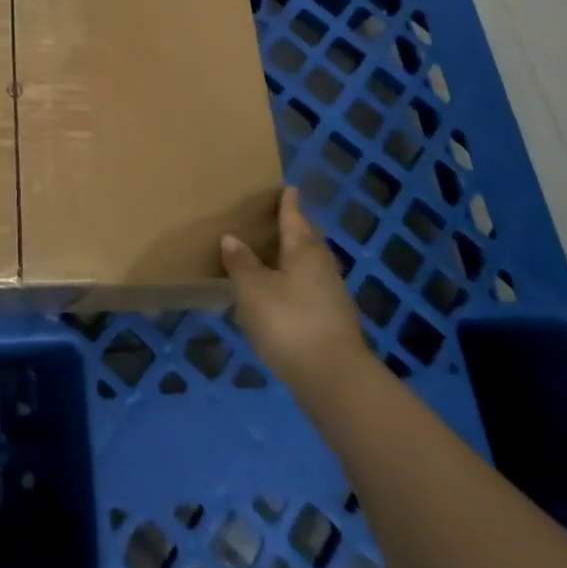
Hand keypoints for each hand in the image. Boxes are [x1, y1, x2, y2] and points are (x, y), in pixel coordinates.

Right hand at [222, 188, 372, 393]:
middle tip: (278, 220)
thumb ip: (241, 263)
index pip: (294, 217)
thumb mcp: (253, 290)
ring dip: (295, 260)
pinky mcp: (334, 323)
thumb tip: (232, 238)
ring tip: (274, 258)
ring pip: (311, 267)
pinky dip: (297, 286)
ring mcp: (333, 296)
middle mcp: (323, 266)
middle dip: (294, 230)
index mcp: (304, 250)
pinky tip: (283, 296)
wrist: (334, 379)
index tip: (288, 187)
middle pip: (307, 241)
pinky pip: (312, 291)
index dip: (289, 202)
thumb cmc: (289, 322)